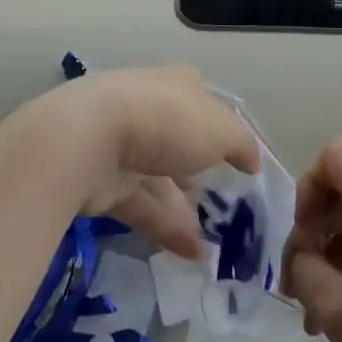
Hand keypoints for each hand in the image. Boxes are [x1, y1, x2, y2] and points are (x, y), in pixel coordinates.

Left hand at [11, 65, 259, 259]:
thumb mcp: (222, 129)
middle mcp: (151, 110)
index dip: (223, 132)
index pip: (205, 105)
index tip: (241, 164)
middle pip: (181, 145)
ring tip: (214, 249)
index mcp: (178, 85)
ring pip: (161, 181)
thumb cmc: (167, 121)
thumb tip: (252, 162)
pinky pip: (142, 207)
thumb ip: (242, 146)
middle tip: (227, 211)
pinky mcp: (103, 183)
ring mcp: (123, 146)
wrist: (88, 140)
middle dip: (202, 176)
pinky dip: (166, 229)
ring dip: (187, 213)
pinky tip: (193, 255)